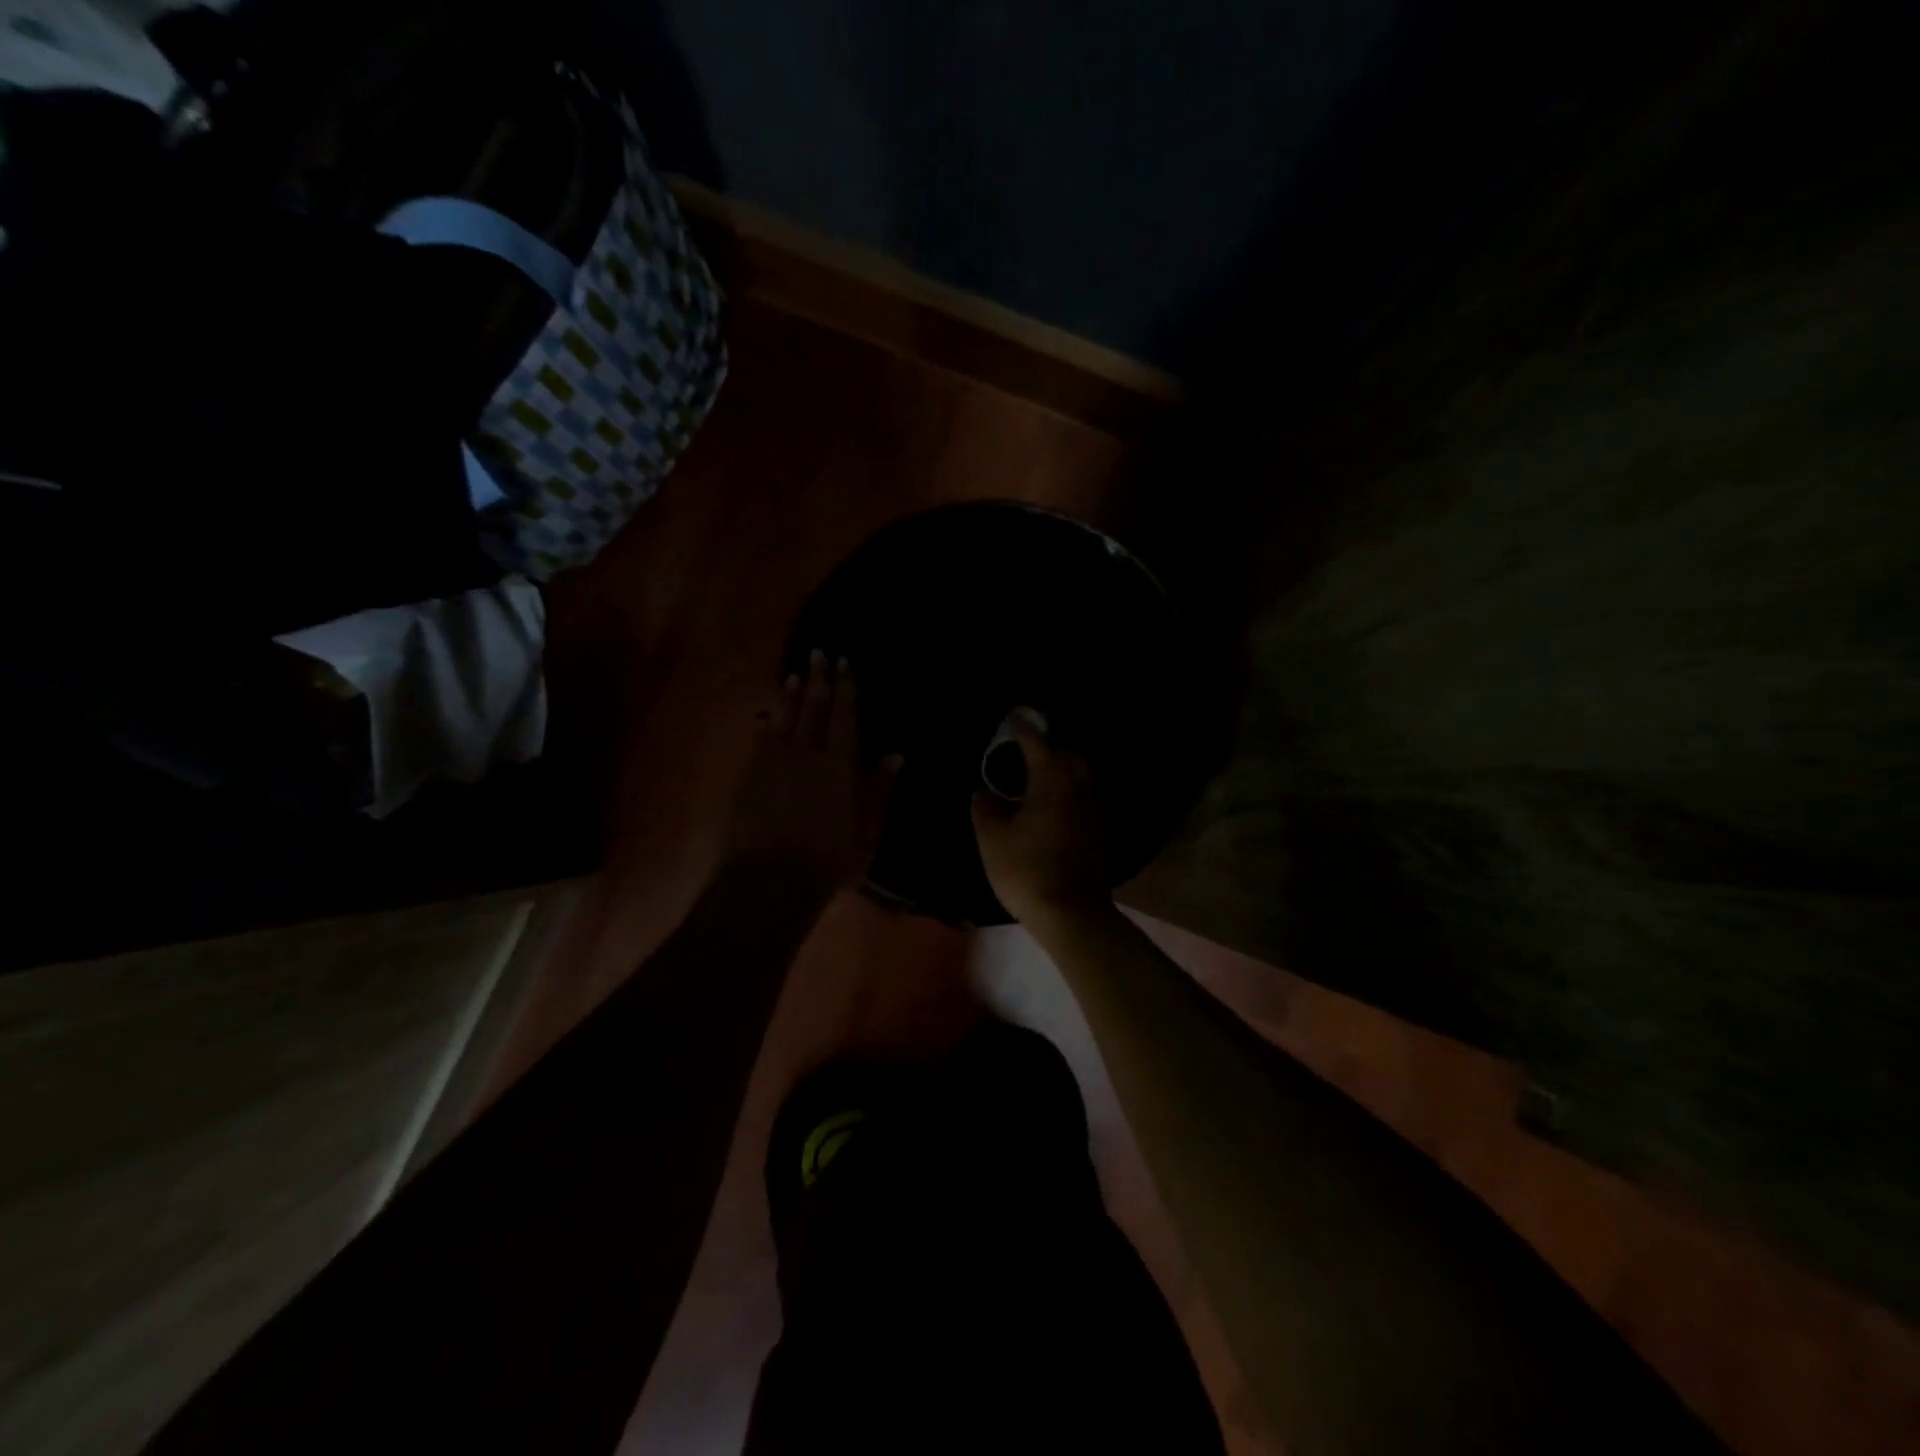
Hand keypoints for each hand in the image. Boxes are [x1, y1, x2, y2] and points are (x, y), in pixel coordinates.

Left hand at [724, 651, 901, 893]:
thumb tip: (896, 755)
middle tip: (818, 654)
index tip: (844, 662)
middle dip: (817, 678)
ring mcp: (773, 762)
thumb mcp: (868, 831)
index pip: (844, 714)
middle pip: (812, 707)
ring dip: (790, 695)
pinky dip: (768, 722)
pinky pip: (761, 738)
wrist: (769, 880)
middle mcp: (805, 752)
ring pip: (783, 718)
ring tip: (794, 674)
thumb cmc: (829, 859)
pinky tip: (768, 715)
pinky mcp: (750, 776)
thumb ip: (880, 790)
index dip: (845, 687)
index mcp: (838, 763)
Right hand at [971, 717, 1111, 925]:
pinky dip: (1066, 790)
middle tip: (1024, 750)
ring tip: (1034, 777)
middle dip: (1049, 747)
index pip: (1037, 743)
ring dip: (1060, 769)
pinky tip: (1048, 805)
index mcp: (1051, 781)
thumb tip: (983, 792)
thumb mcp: (992, 839)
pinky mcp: (1096, 831)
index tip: (1012, 717)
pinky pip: (1082, 796)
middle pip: (1068, 754)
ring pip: (1079, 776)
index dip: (1023, 728)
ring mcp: (1092, 810)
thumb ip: (985, 809)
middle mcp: (1078, 788)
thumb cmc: (1026, 870)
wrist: (1071, 913)